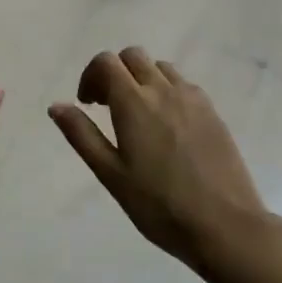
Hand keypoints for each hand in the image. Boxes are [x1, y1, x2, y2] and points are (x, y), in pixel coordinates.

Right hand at [49, 48, 270, 267]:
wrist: (224, 225)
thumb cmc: (159, 205)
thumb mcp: (111, 174)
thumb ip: (82, 135)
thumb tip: (57, 106)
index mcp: (134, 102)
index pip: (106, 62)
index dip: (91, 75)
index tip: (88, 104)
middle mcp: (164, 90)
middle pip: (133, 56)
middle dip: (115, 73)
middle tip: (108, 107)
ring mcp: (192, 98)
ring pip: (160, 67)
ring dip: (142, 79)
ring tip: (138, 116)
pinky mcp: (213, 112)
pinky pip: (183, 85)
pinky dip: (166, 91)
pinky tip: (167, 128)